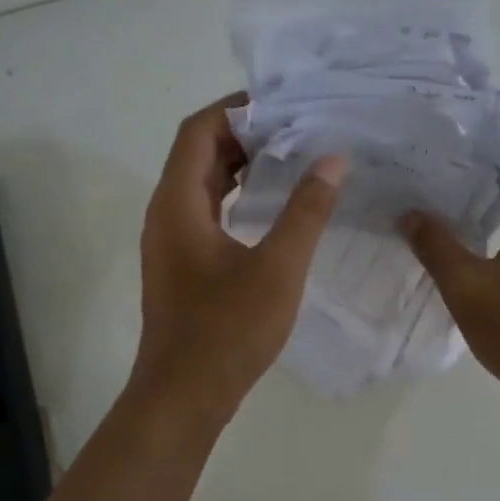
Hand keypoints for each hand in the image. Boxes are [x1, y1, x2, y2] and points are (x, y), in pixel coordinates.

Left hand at [130, 95, 347, 419]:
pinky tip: (274, 209)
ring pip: (204, 185)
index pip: (199, 130)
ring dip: (242, 168)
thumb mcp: (277, 268)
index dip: (238, 109)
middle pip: (199, 153)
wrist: (184, 396)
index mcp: (178, 203)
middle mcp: (167, 213)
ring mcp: (171, 241)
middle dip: (247, 135)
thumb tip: (332, 159)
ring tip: (294, 159)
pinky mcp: (183, 265)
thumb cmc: (227, 331)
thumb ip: (306, 211)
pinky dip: (238, 199)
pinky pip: (208, 213)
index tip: (286, 104)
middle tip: (300, 129)